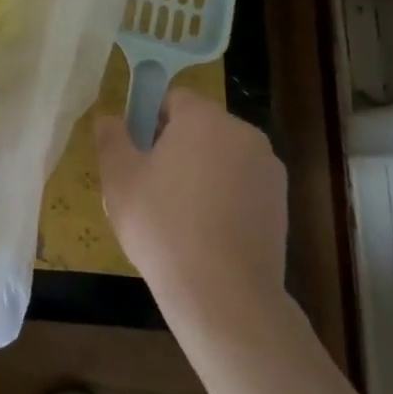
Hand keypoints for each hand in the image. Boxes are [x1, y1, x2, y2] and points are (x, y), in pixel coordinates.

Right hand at [96, 89, 286, 327]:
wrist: (224, 294)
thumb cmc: (162, 224)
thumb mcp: (118, 176)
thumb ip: (111, 136)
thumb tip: (110, 118)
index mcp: (204, 118)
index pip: (173, 98)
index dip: (150, 120)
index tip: (136, 153)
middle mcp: (243, 133)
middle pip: (201, 126)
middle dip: (176, 146)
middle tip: (151, 184)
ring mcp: (268, 169)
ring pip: (222, 157)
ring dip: (202, 172)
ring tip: (178, 214)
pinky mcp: (281, 204)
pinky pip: (242, 185)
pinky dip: (224, 197)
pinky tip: (206, 232)